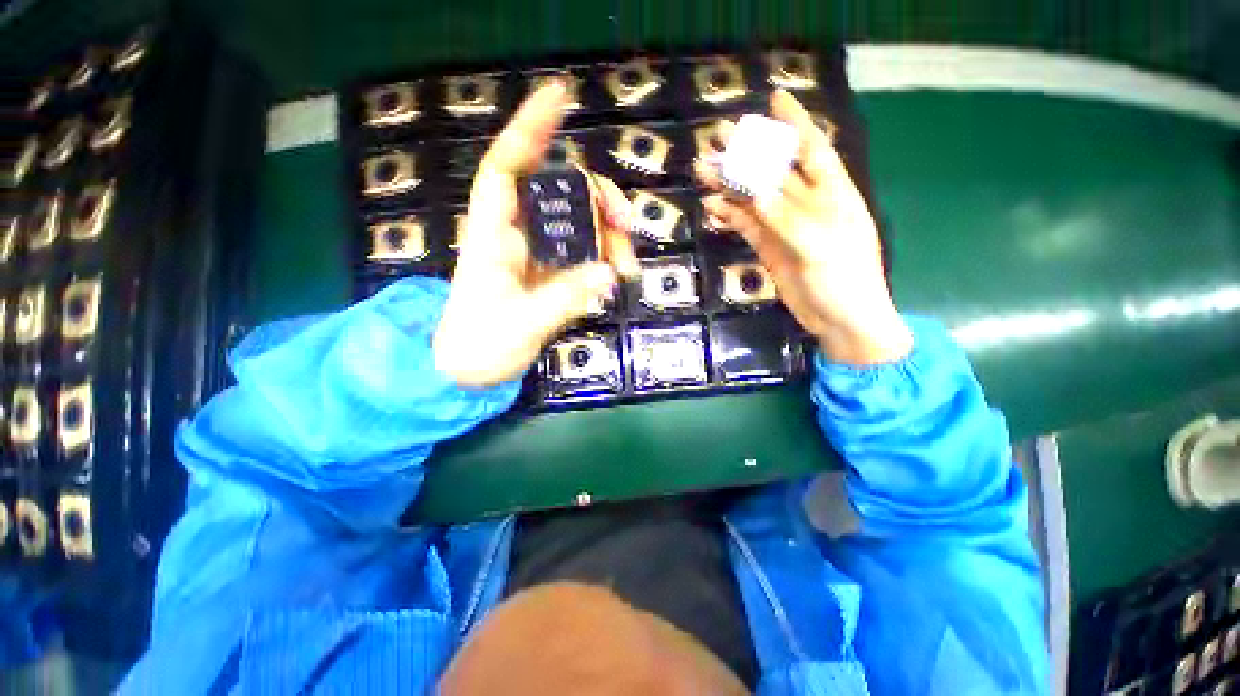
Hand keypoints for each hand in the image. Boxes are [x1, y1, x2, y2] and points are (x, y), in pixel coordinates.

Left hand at [434, 82, 638, 387]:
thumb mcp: (519, 326)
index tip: (562, 97)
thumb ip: (563, 299)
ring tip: (627, 269)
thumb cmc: (479, 346)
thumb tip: (609, 272)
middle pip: (561, 192)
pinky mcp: (553, 273)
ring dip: (610, 237)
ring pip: (581, 223)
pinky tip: (615, 278)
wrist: (470, 371)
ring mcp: (539, 254)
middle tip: (626, 228)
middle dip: (598, 200)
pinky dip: (605, 260)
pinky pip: (586, 253)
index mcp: (493, 235)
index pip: (507, 168)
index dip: (530, 129)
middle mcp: (518, 234)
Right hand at [695, 90, 911, 365]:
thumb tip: (756, 194)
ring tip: (702, 170)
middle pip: (772, 171)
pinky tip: (712, 207)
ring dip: (729, 185)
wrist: (839, 319)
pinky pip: (746, 225)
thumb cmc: (845, 280)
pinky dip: (729, 215)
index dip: (794, 123)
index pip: (811, 149)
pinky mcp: (768, 247)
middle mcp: (805, 204)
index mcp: (831, 194)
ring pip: (753, 198)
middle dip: (747, 152)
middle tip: (718, 136)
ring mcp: (783, 226)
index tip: (774, 98)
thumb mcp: (821, 246)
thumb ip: (788, 219)